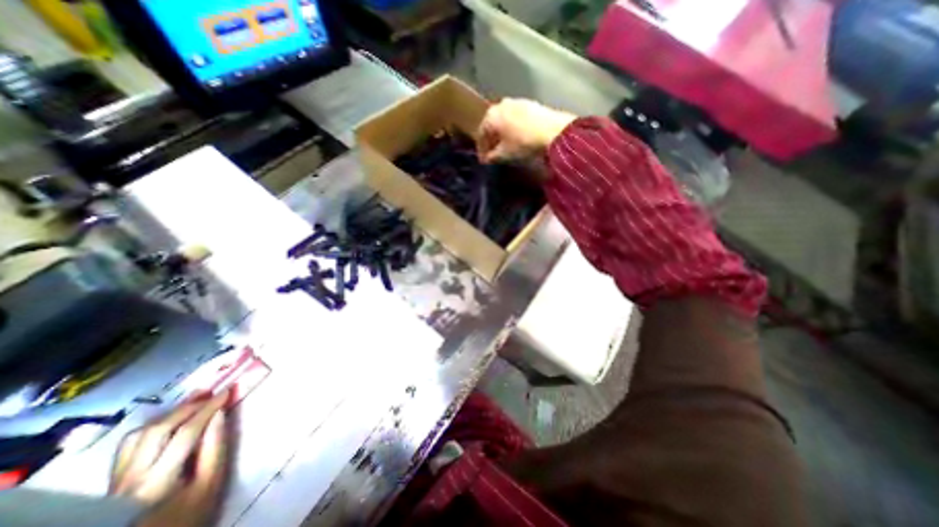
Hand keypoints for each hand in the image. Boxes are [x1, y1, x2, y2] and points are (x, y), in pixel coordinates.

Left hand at [109, 388, 231, 526]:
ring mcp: (116, 481)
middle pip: (157, 430)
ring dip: (169, 414)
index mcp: (158, 480)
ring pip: (138, 435)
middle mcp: (131, 478)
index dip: (208, 408)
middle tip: (211, 391)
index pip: (186, 432)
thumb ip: (215, 448)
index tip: (227, 390)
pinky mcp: (114, 481)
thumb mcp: (211, 483)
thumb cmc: (191, 513)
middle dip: (188, 407)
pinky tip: (169, 421)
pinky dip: (152, 426)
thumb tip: (220, 414)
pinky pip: (130, 445)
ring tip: (192, 401)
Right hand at [480, 97, 575, 163]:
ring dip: (503, 133)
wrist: (553, 131)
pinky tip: (519, 138)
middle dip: (492, 140)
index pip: (481, 134)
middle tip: (493, 153)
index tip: (484, 161)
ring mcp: (517, 102)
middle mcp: (501, 104)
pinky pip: (516, 118)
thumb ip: (492, 157)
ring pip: (505, 120)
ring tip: (506, 146)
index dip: (481, 150)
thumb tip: (487, 159)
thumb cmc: (522, 143)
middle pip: (492, 125)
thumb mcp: (504, 154)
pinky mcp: (531, 104)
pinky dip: (514, 128)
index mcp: (491, 115)